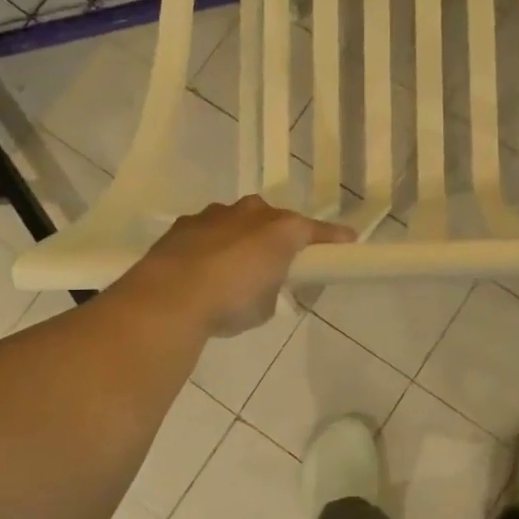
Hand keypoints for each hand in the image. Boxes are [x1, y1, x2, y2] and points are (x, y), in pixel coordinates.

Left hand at [125, 196, 354, 336]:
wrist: (170, 297)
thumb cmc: (231, 302)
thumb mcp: (266, 305)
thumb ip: (273, 286)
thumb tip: (264, 282)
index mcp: (280, 230)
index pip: (314, 230)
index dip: (332, 238)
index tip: (347, 240)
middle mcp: (251, 213)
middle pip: (274, 219)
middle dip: (278, 235)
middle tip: (278, 260)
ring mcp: (215, 214)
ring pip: (238, 220)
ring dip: (242, 237)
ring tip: (234, 266)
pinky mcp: (184, 224)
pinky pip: (209, 230)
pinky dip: (212, 244)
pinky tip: (203, 267)